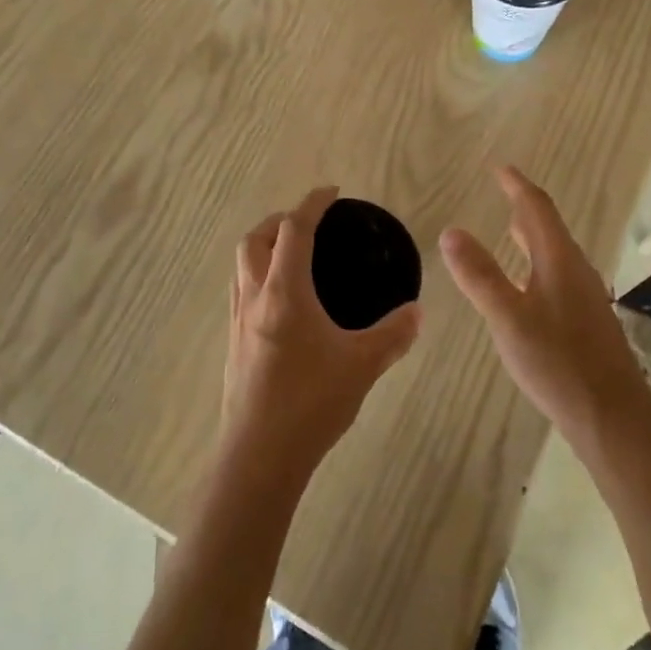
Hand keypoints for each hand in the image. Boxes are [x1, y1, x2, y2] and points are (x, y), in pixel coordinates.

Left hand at [223, 187, 421, 483]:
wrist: (259, 457)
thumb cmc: (310, 404)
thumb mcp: (362, 366)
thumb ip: (393, 335)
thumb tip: (417, 312)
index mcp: (284, 292)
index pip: (294, 229)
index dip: (312, 204)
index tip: (331, 192)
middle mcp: (255, 297)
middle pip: (255, 238)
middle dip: (280, 220)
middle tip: (309, 223)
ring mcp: (238, 320)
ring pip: (241, 263)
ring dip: (263, 245)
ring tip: (292, 254)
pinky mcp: (233, 343)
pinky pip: (240, 289)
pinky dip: (257, 274)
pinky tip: (281, 300)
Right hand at [440, 166, 650, 449]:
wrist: (614, 421)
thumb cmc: (558, 364)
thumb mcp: (508, 319)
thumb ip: (479, 275)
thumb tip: (451, 230)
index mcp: (560, 261)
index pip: (537, 209)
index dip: (517, 186)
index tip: (500, 168)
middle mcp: (577, 272)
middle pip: (550, 228)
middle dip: (525, 207)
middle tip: (503, 193)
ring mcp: (587, 299)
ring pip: (556, 254)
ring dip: (534, 237)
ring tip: (512, 231)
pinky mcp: (588, 324)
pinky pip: (559, 277)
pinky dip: (538, 264)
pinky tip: (528, 287)